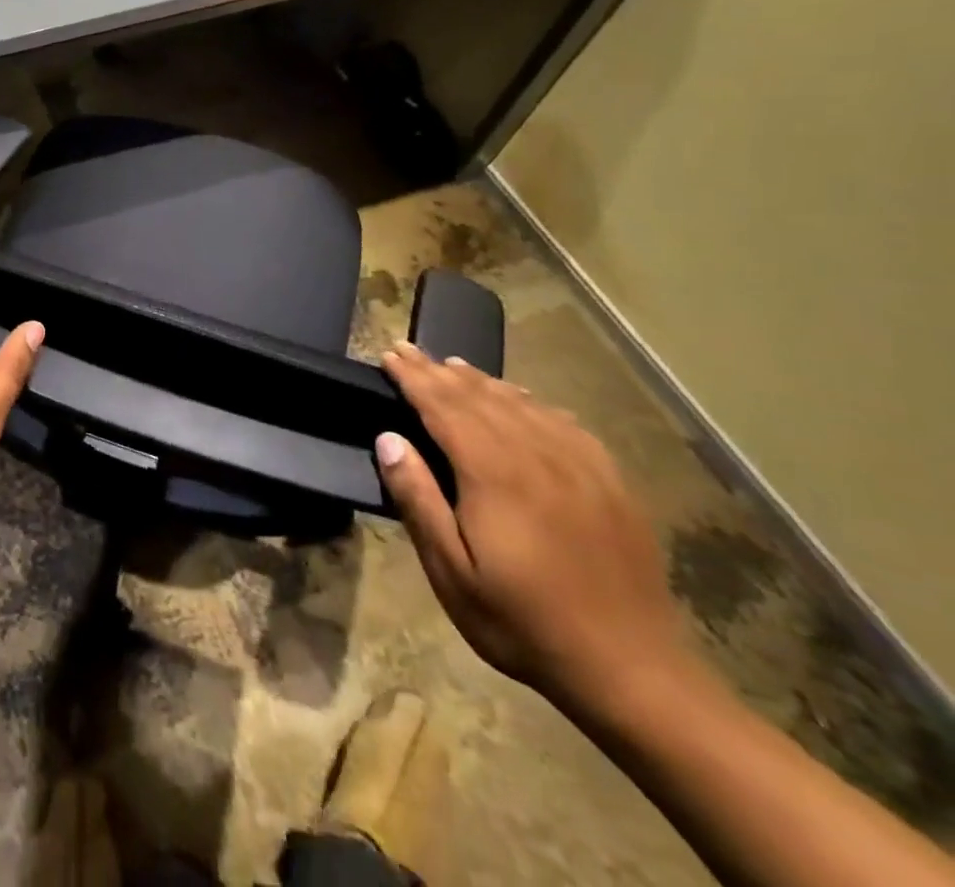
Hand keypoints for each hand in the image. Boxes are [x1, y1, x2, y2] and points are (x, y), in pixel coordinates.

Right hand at [375, 341, 688, 713]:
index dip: (413, 378)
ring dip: (482, 381)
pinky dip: (533, 402)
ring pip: (522, 404)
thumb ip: (418, 499)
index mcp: (494, 473)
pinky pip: (565, 425)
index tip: (389, 354)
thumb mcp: (451, 571)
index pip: (444, 406)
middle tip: (408, 349)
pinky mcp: (611, 484)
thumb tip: (388, 438)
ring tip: (453, 366)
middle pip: (480, 397)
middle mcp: (538, 456)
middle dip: (438, 371)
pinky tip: (523, 400)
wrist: (632, 672)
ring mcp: (581, 467)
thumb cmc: (522, 622)